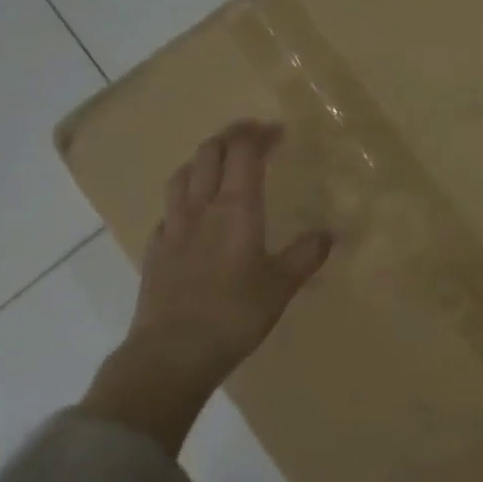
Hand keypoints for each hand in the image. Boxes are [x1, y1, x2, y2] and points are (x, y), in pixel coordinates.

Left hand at [128, 119, 331, 384]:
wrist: (173, 351)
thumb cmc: (235, 315)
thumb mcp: (282, 287)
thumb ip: (305, 256)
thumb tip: (328, 233)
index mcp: (236, 210)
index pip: (243, 154)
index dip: (258, 135)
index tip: (276, 130)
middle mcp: (201, 208)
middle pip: (208, 154)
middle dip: (230, 137)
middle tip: (250, 137)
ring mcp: (173, 227)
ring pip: (183, 175)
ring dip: (202, 160)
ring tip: (217, 163)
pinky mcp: (154, 250)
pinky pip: (169, 209)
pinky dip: (184, 197)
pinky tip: (191, 213)